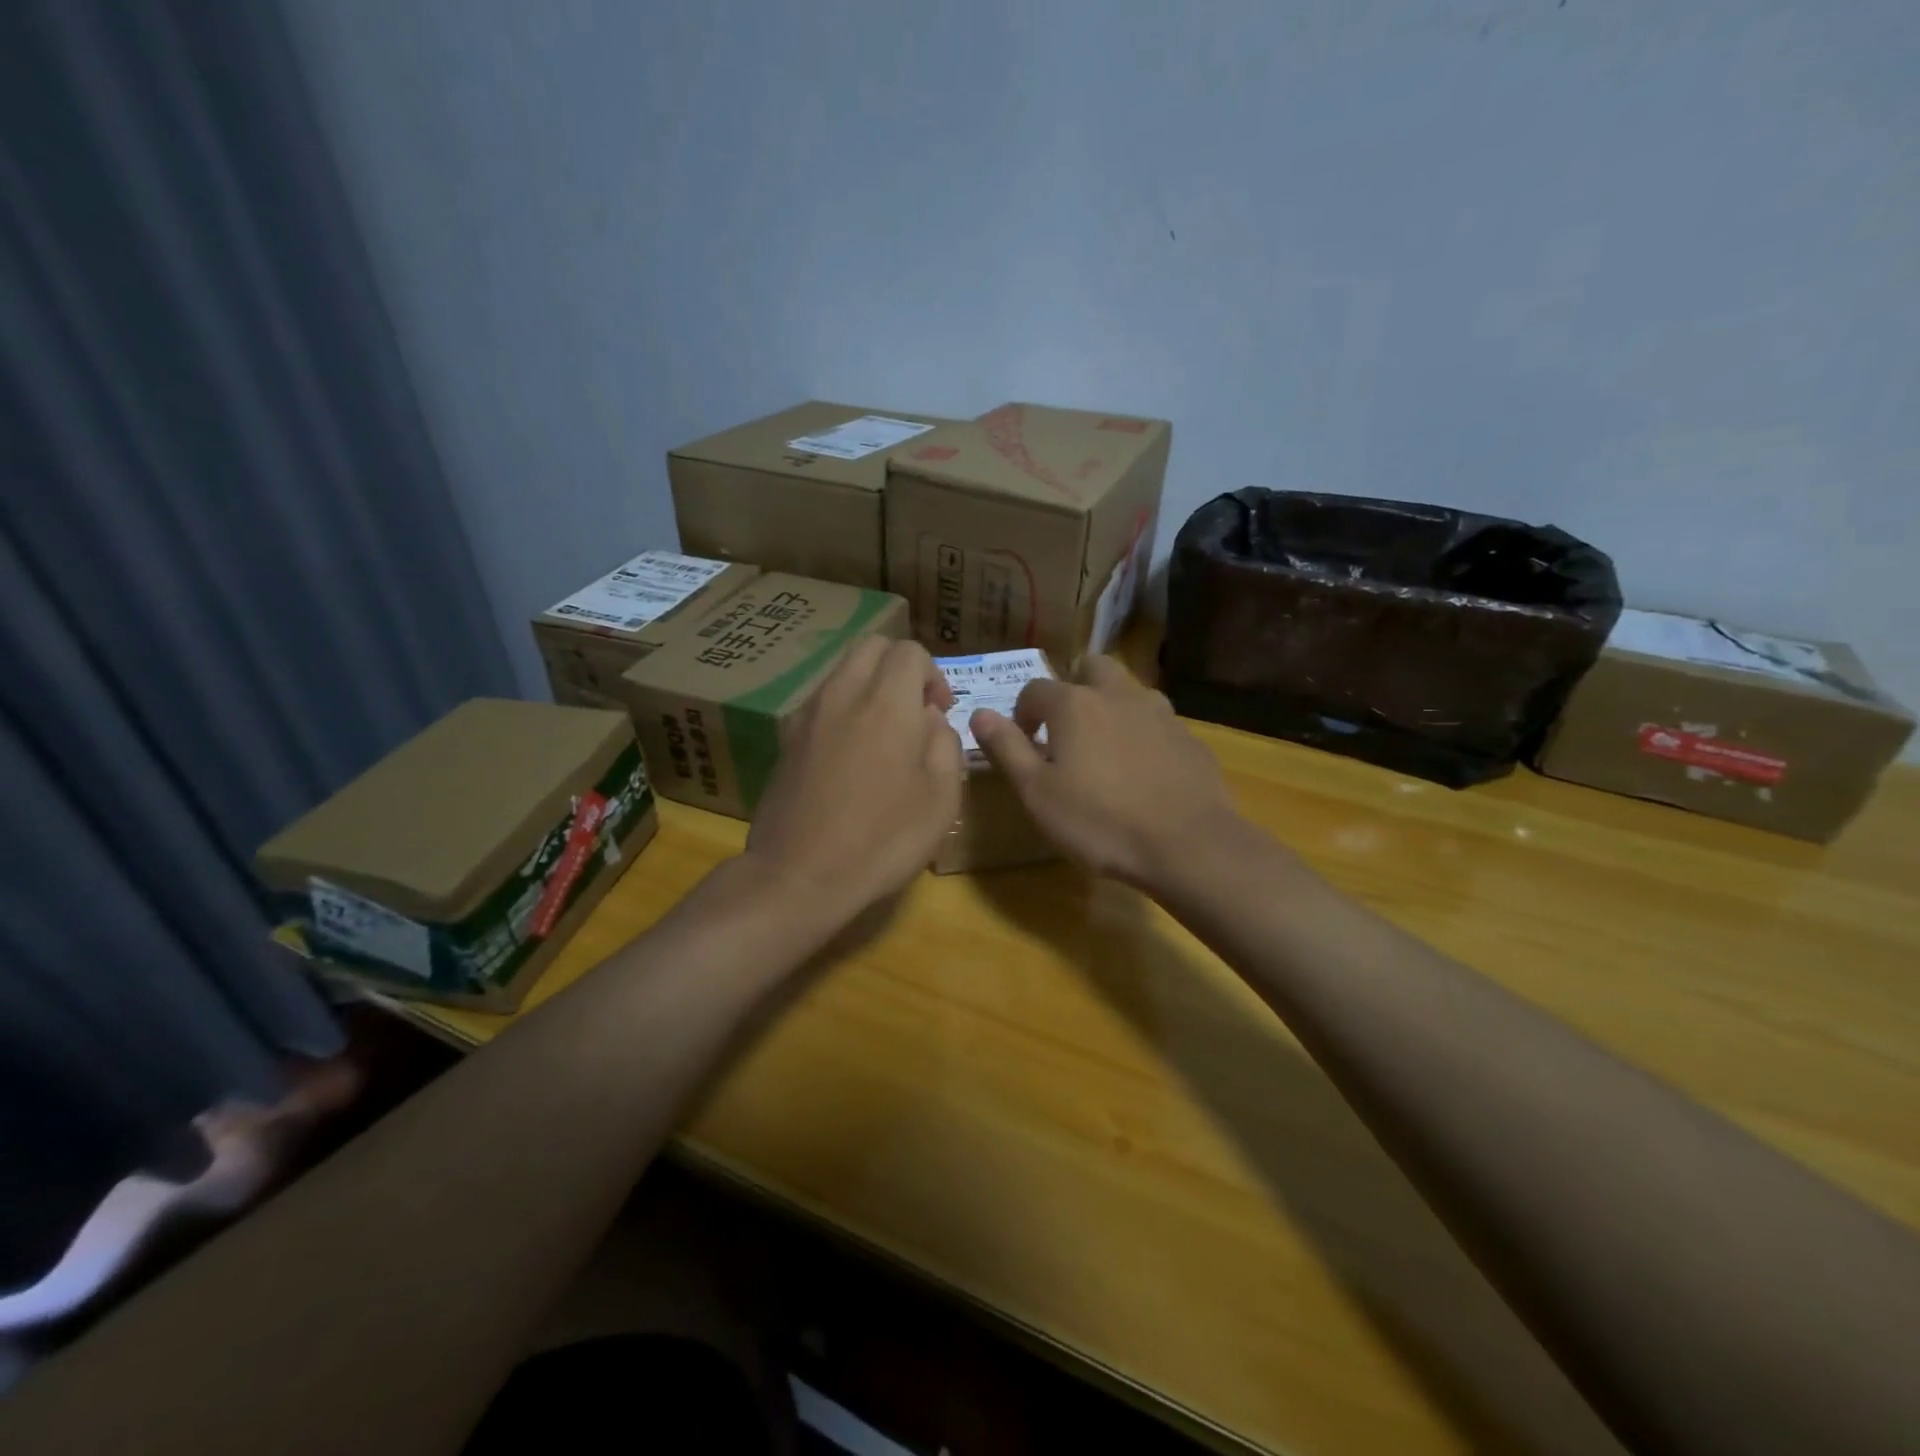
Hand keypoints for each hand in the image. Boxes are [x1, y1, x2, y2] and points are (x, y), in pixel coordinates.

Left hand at [745, 637, 962, 924]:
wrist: (799, 875)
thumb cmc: (883, 839)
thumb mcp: (941, 798)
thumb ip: (945, 744)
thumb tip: (930, 719)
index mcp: (886, 702)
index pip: (909, 651)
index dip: (933, 674)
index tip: (940, 713)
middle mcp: (842, 694)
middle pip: (870, 647)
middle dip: (899, 667)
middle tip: (914, 711)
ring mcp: (806, 715)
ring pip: (841, 672)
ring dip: (868, 687)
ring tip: (883, 736)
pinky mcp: (785, 740)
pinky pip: (821, 703)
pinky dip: (843, 710)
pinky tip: (850, 757)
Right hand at [969, 655, 1242, 888]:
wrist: (1188, 845)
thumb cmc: (1099, 821)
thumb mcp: (1037, 793)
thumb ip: (1007, 748)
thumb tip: (979, 714)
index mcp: (1074, 704)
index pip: (1034, 689)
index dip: (1022, 714)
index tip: (1025, 745)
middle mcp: (1118, 694)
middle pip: (1090, 667)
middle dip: (1073, 687)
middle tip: (1065, 729)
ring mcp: (1160, 712)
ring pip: (1128, 691)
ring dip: (1110, 707)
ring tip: (1105, 750)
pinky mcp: (1189, 737)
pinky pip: (1156, 722)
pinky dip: (1142, 734)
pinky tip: (1143, 772)